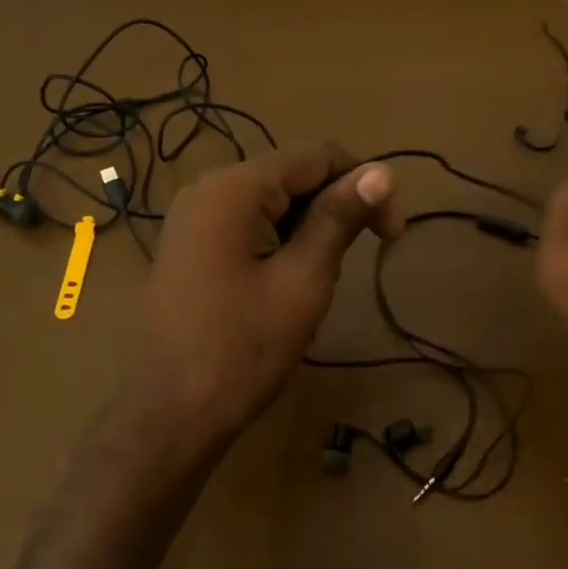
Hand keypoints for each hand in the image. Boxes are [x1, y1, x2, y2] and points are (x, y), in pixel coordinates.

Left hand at [140, 144, 402, 445]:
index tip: (393, 233)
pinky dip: (281, 241)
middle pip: (292, 175)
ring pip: (272, 202)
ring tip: (324, 278)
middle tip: (366, 256)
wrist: (175, 412)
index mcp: (234, 189)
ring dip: (311, 227)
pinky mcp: (190, 245)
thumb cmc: (245, 349)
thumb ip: (339, 219)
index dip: (364, 183)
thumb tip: (382, 172)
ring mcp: (193, 218)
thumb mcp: (304, 279)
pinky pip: (248, 224)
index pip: (317, 156)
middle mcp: (207, 189)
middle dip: (337, 206)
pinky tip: (290, 280)